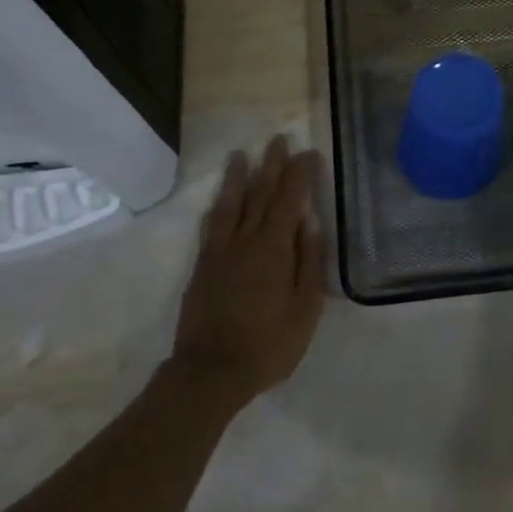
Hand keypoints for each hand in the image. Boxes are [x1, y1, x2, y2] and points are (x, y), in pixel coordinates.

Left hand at [171, 136, 325, 406]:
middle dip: (271, 164)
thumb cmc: (268, 344)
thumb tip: (310, 221)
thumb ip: (309, 262)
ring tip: (241, 154)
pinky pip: (210, 227)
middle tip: (278, 139)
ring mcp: (219, 252)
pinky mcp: (202, 266)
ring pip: (230, 204)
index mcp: (273, 248)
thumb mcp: (305, 309)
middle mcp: (245, 241)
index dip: (300, 174)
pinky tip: (218, 201)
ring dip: (237, 177)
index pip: (289, 199)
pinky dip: (216, 208)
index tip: (309, 153)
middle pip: (259, 193)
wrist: (210, 372)